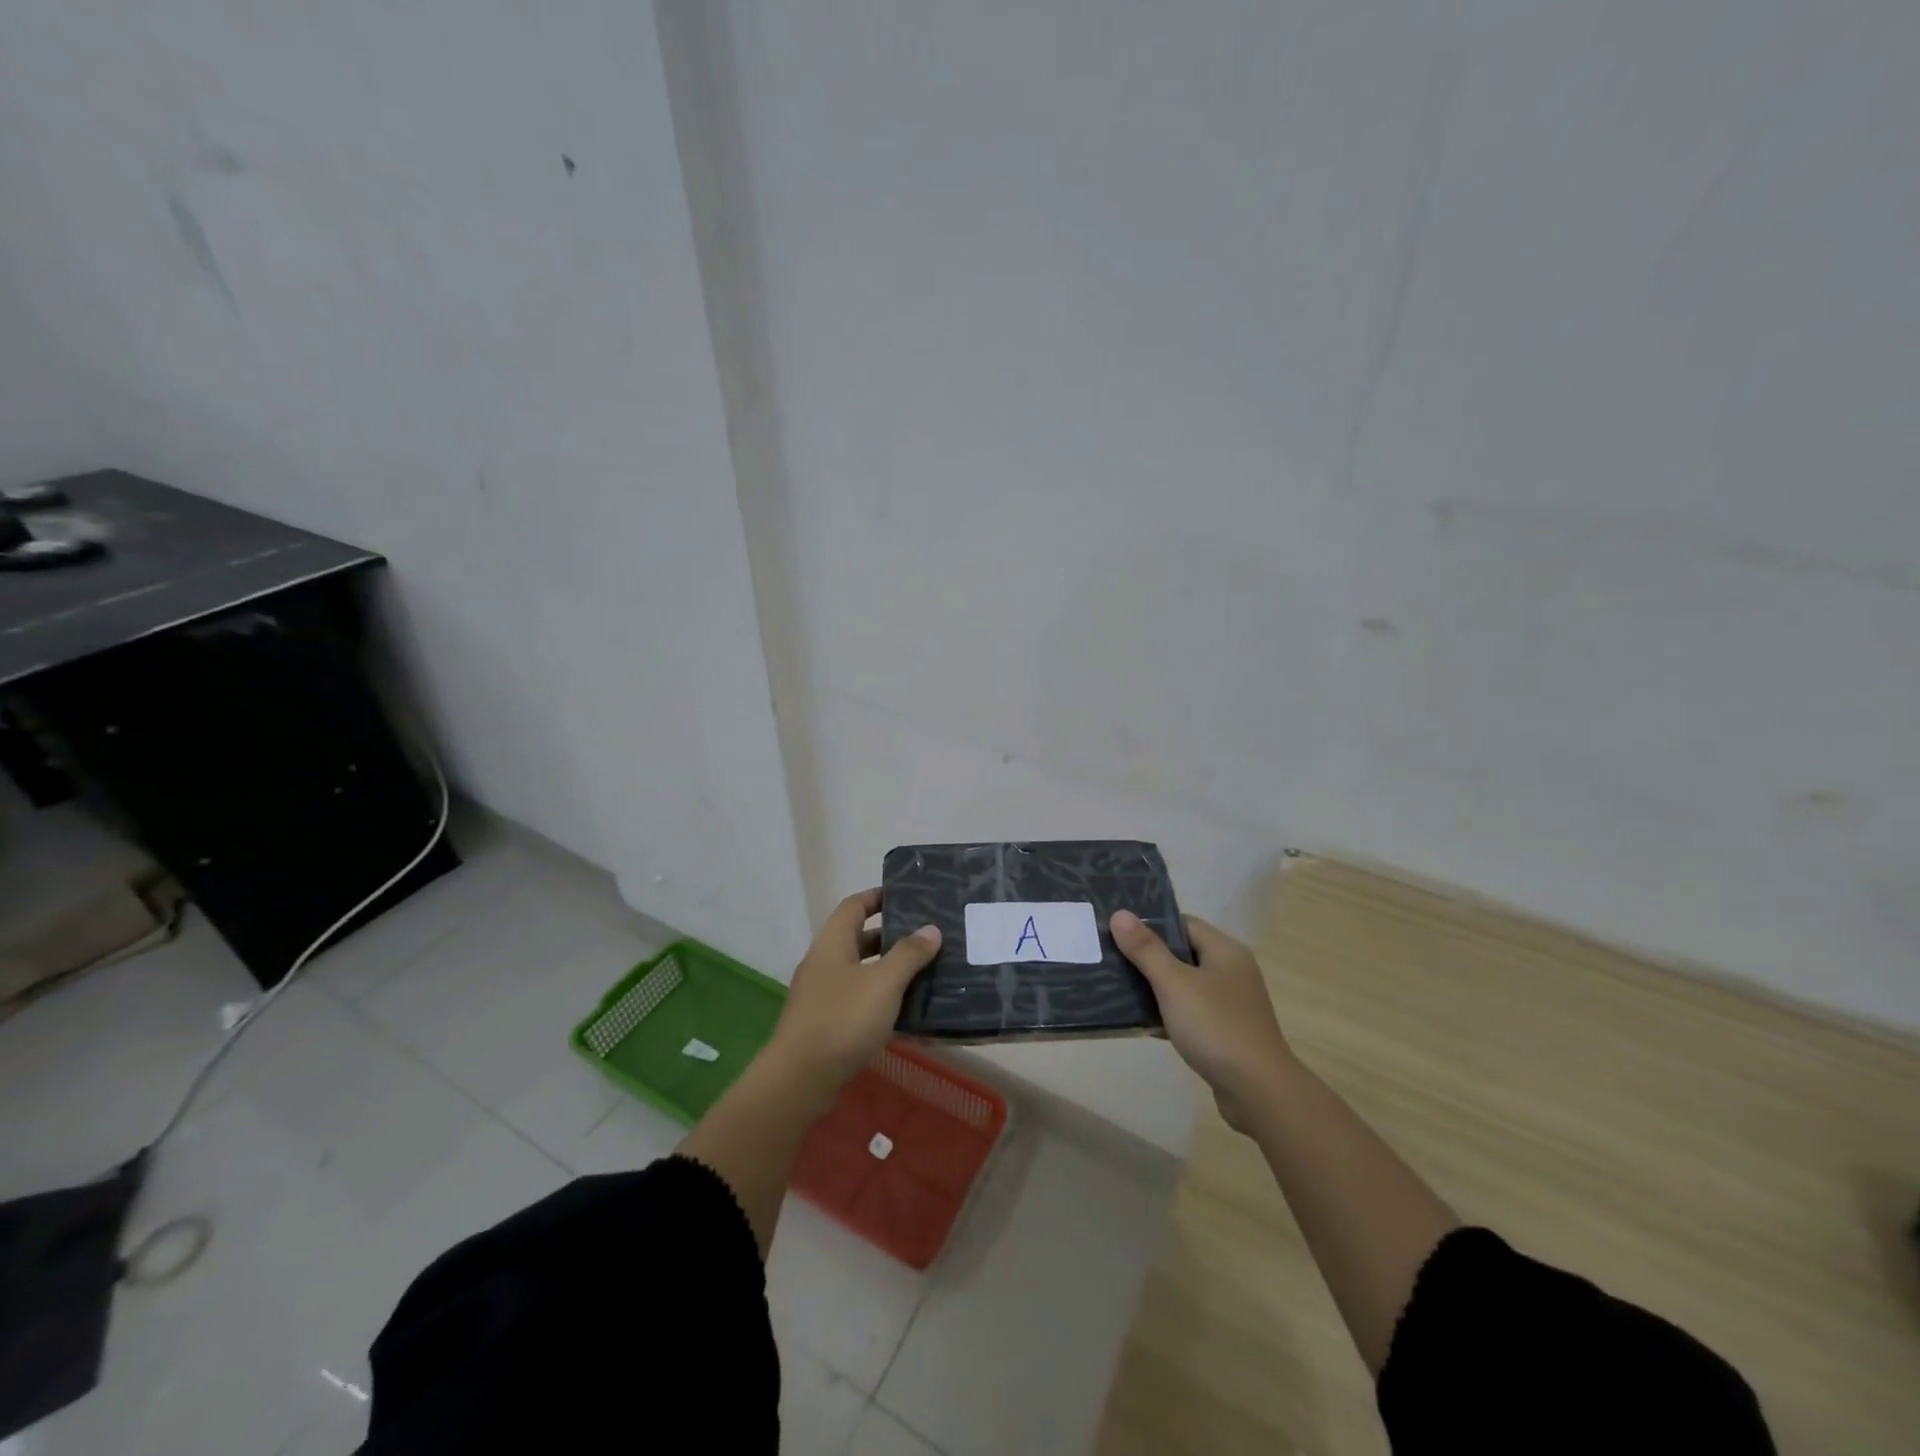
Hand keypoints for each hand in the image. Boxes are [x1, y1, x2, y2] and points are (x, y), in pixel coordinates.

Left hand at [766, 888, 941, 1103]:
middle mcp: (824, 963)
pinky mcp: (825, 1023)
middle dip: (891, 936)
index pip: (854, 906)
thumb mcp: (883, 983)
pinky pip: (857, 999)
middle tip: (926, 937)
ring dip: (888, 970)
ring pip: (860, 971)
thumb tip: (931, 929)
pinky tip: (905, 1011)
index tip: (908, 896)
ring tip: (925, 972)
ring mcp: (822, 995)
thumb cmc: (843, 1020)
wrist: (800, 1080)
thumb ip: (909, 954)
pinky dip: (880, 998)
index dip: (878, 896)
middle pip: (858, 938)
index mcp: (832, 943)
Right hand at [1111, 910, 1292, 1130]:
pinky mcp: (1225, 1032)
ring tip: (1117, 989)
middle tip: (1111, 960)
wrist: (1259, 1093)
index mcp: (1225, 951)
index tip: (1118, 932)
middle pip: (1182, 953)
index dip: (1151, 925)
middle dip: (1147, 957)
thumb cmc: (1216, 1027)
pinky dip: (1167, 1014)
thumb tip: (1120, 914)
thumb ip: (1146, 949)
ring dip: (1155, 987)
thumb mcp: (1175, 984)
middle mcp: (1231, 972)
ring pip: (1184, 985)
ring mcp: (1230, 1004)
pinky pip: (1189, 1013)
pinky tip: (1140, 1023)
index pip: (1183, 923)